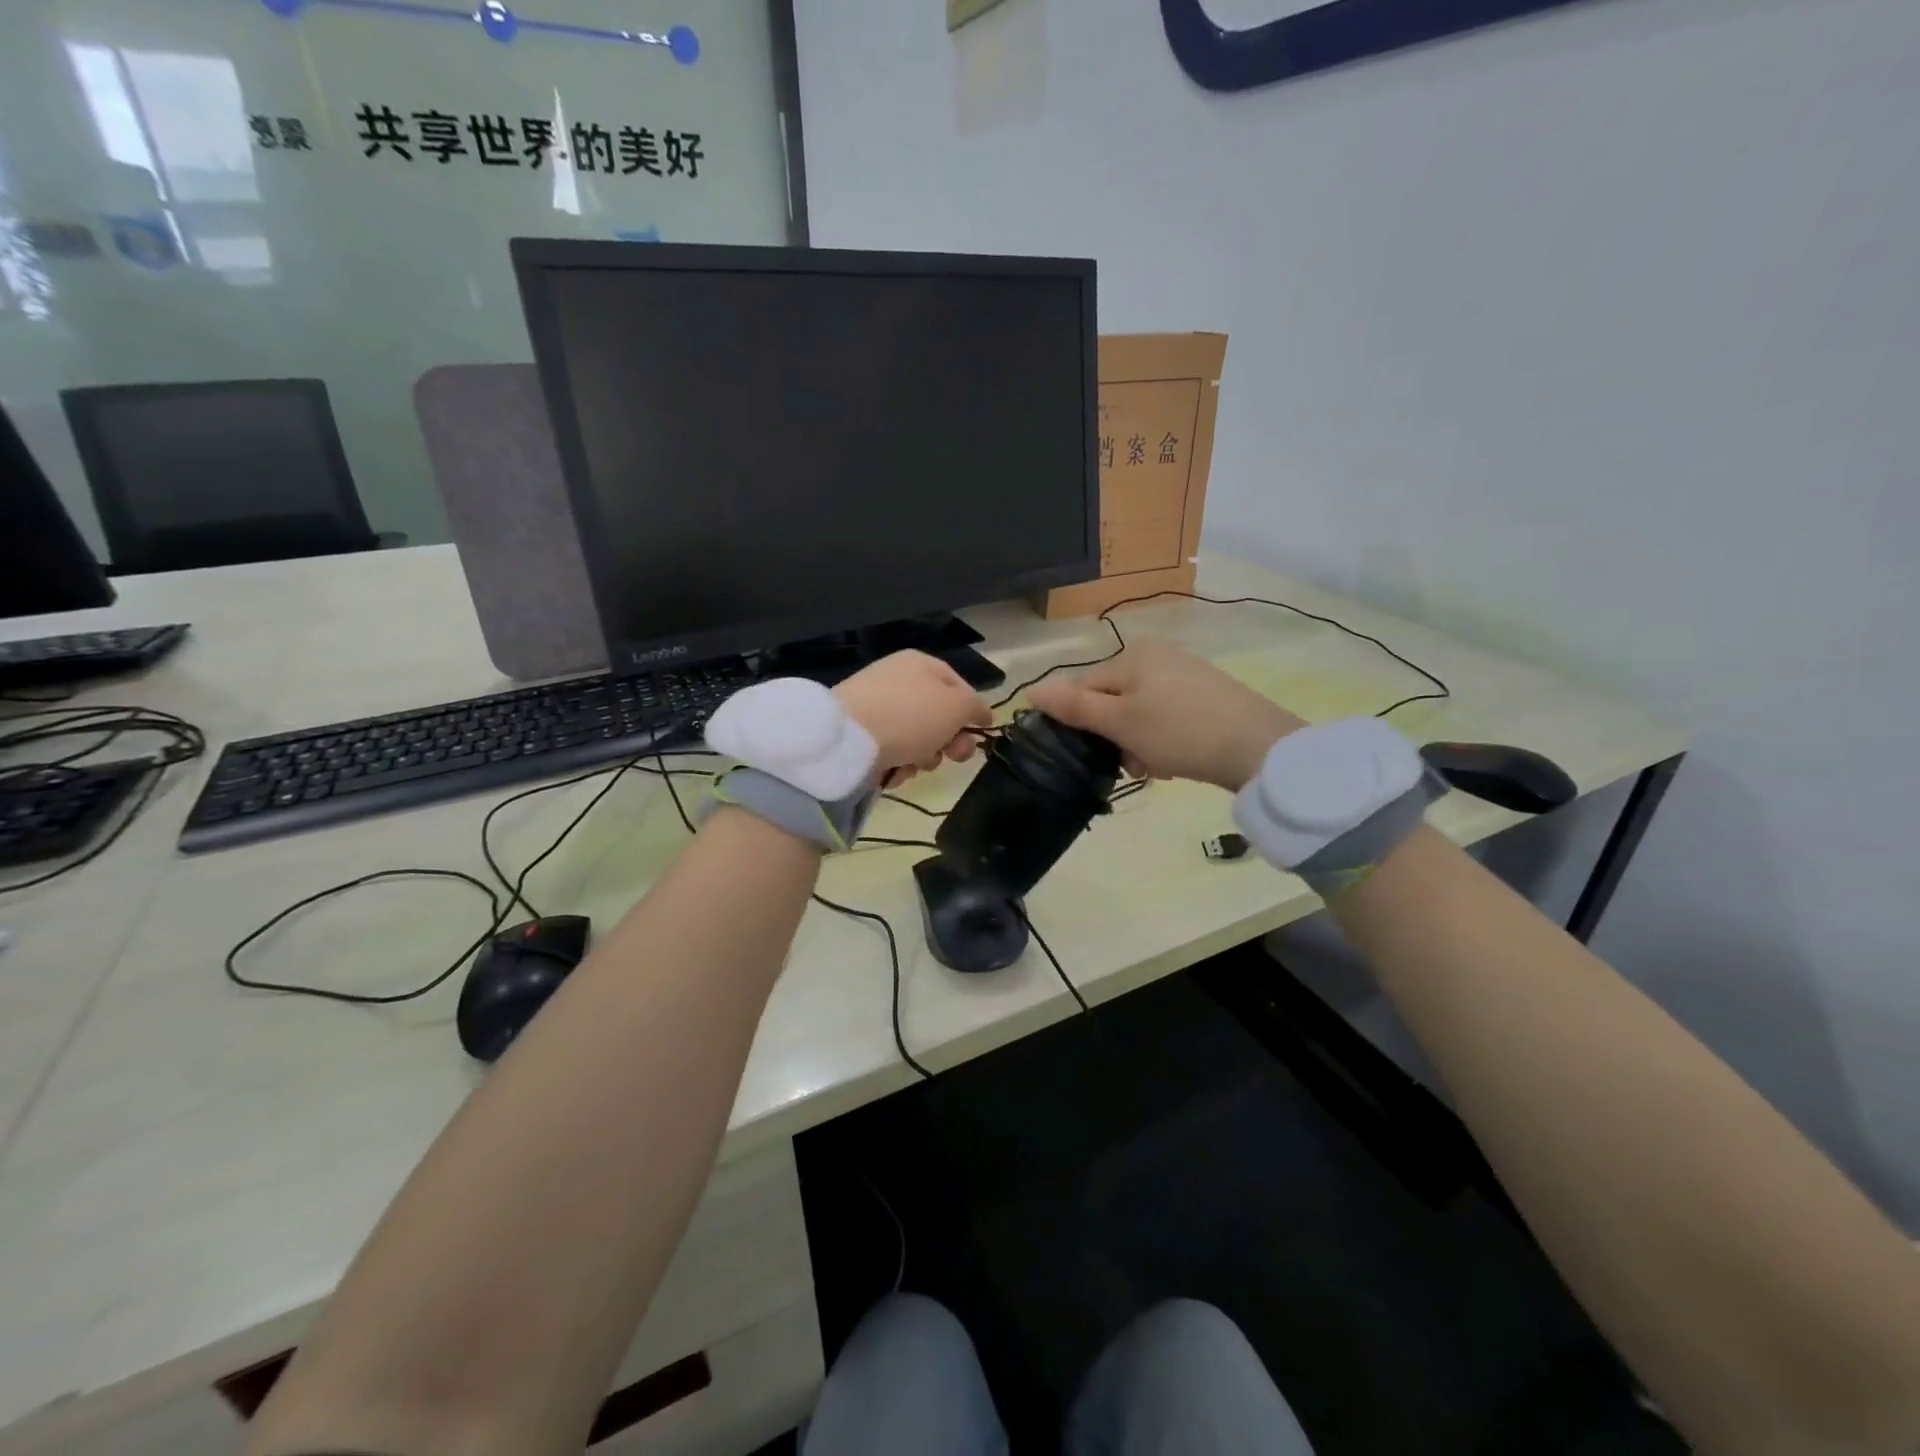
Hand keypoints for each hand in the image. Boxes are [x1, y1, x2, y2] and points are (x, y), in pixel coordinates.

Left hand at [834, 651, 993, 783]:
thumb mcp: (957, 706)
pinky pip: (891, 750)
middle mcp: (897, 679)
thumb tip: (983, 713)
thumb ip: (976, 707)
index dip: (972, 712)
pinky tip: (892, 770)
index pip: (960, 686)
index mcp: (921, 663)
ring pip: (916, 738)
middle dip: (948, 741)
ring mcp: (875, 706)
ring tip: (913, 764)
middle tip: (950, 757)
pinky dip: (897, 763)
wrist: (848, 739)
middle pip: (938, 716)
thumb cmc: (911, 715)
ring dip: (923, 757)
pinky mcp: (859, 733)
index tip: (978, 737)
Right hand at [1028, 640, 1304, 789]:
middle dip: (1115, 737)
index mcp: (1132, 655)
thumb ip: (1074, 706)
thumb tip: (1031, 690)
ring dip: (1138, 744)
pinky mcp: (1206, 696)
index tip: (1096, 754)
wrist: (1258, 747)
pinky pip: (1166, 718)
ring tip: (1158, 766)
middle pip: (1112, 701)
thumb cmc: (1179, 730)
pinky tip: (1177, 759)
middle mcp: (1156, 656)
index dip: (1082, 723)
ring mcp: (1184, 675)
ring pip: (1139, 714)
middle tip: (1133, 763)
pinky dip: (1164, 740)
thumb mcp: (1120, 722)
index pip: (1083, 687)